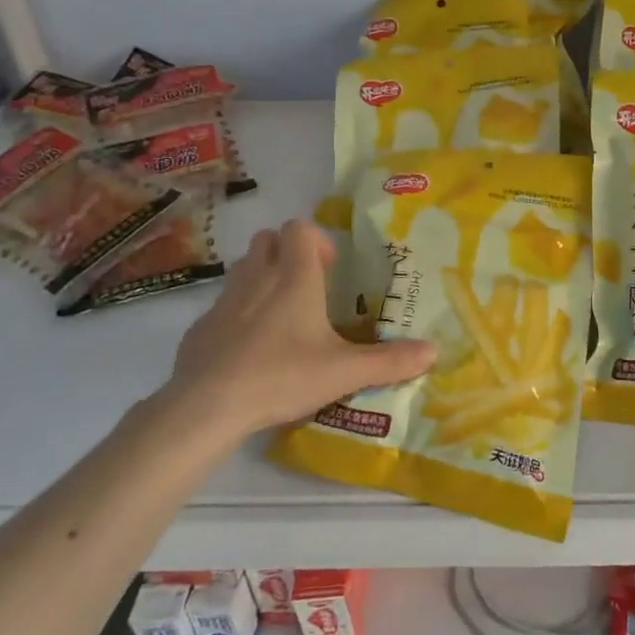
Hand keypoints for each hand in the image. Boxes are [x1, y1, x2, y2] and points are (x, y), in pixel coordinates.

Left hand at [159, 218, 435, 443]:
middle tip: (307, 287)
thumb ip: (390, 361)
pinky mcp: (200, 329)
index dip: (317, 240)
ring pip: (242, 269)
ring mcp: (223, 302)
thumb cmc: (283, 375)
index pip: (299, 227)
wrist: (207, 407)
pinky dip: (236, 316)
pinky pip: (222, 307)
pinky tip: (249, 352)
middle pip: (266, 239)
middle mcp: (257, 278)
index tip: (331, 270)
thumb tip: (434, 351)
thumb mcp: (344, 372)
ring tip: (281, 317)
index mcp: (294, 277)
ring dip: (261, 279)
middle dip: (286, 253)